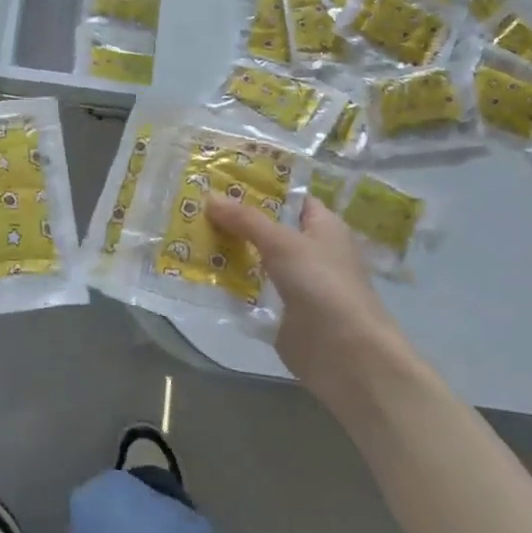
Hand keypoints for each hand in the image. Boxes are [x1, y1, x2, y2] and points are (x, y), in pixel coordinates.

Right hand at [205, 195, 427, 400]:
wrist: (344, 353)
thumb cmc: (322, 284)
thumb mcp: (282, 243)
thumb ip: (246, 220)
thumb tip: (210, 197)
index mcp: (324, 227)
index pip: (291, 198)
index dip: (261, 188)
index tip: (222, 180)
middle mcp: (311, 251)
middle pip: (268, 229)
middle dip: (236, 220)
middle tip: (195, 206)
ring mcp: (296, 283)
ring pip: (256, 259)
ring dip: (228, 251)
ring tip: (187, 235)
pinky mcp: (281, 312)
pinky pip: (251, 290)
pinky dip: (230, 283)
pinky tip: (198, 274)